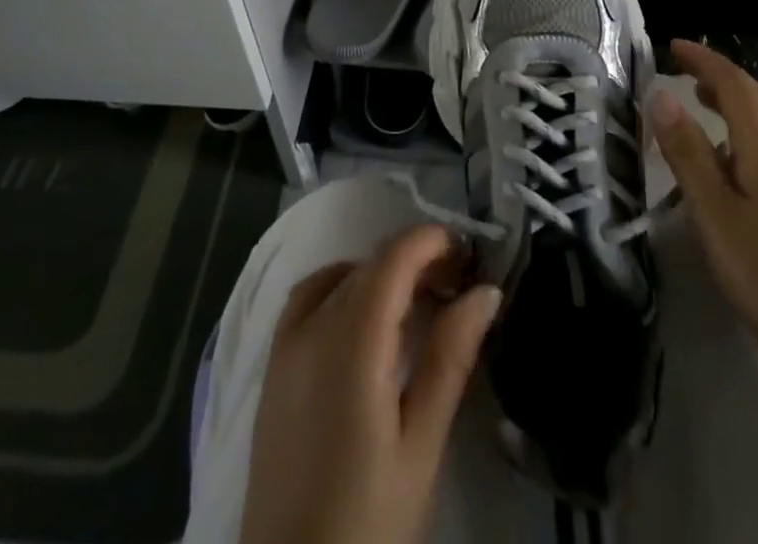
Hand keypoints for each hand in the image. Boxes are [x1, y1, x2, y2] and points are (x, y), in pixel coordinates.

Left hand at [240, 224, 501, 543]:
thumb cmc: (368, 522)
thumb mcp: (421, 445)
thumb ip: (450, 358)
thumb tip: (486, 290)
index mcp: (352, 341)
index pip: (394, 258)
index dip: (433, 242)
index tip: (470, 255)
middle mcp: (312, 327)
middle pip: (369, 265)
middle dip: (415, 261)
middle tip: (457, 286)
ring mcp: (285, 346)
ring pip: (339, 277)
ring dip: (379, 274)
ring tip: (415, 302)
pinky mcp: (272, 369)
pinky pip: (307, 299)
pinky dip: (341, 287)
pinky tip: (364, 319)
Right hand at [649, 39, 757, 371]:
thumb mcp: (713, 211)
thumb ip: (687, 151)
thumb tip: (662, 94)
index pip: (735, 83)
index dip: (704, 59)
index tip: (671, 45)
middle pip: (753, 95)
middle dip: (717, 72)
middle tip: (679, 65)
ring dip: (729, 98)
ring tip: (695, 98)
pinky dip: (738, 126)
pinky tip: (721, 153)